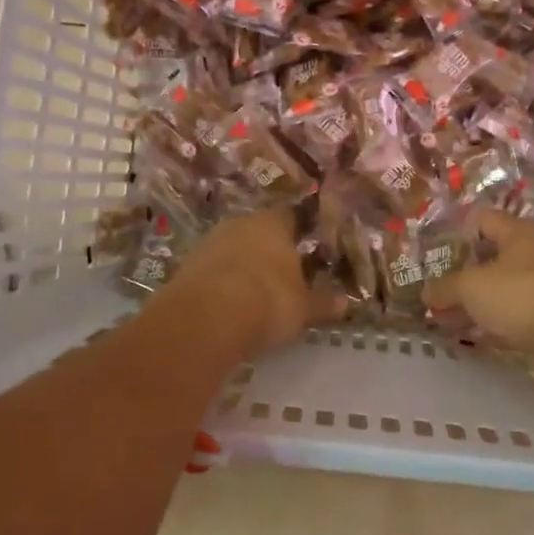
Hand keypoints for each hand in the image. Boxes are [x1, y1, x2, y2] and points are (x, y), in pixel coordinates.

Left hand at [165, 208, 347, 355]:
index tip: (311, 248)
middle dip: (272, 250)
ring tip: (257, 292)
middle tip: (286, 273)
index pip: (293, 216)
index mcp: (274, 223)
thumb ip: (324, 303)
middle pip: (260, 231)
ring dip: (244, 265)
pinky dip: (223, 282)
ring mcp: (209, 242)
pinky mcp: (186, 265)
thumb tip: (346, 302)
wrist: (206, 317)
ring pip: (234, 248)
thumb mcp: (304, 307)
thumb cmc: (268, 300)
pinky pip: (213, 270)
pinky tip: (230, 303)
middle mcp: (240, 223)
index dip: (303, 231)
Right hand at [424, 210, 533, 354]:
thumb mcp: (470, 287)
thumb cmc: (518, 295)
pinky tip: (477, 331)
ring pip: (503, 283)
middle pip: (493, 254)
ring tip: (451, 313)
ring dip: (479, 297)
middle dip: (465, 271)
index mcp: (518, 232)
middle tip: (440, 285)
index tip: (435, 250)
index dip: (457, 231)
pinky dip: (496, 316)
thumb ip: (445, 287)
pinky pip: (516, 307)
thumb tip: (426, 292)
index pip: (482, 219)